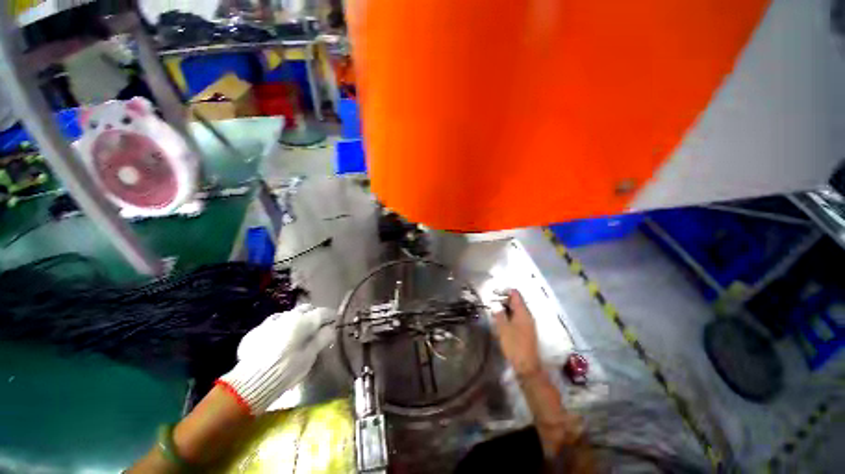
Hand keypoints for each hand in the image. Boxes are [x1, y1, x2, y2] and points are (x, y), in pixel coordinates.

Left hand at [217, 304, 334, 414]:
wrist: (250, 383)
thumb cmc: (287, 369)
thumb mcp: (309, 356)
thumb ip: (322, 339)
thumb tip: (330, 328)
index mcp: (304, 321)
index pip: (323, 312)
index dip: (331, 316)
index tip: (334, 321)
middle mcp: (288, 316)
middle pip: (306, 308)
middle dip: (314, 313)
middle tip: (318, 325)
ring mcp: (271, 322)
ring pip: (289, 314)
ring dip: (297, 319)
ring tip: (298, 331)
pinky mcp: (257, 330)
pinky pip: (274, 323)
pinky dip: (281, 327)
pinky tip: (279, 338)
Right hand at [492, 289, 541, 376]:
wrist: (527, 366)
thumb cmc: (514, 345)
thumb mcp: (503, 329)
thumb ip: (499, 314)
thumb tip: (495, 304)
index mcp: (523, 312)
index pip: (516, 294)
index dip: (505, 291)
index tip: (494, 292)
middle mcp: (527, 315)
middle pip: (516, 301)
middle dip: (504, 299)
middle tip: (491, 301)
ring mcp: (528, 323)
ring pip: (516, 309)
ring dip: (505, 307)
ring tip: (493, 309)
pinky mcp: (526, 330)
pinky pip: (517, 317)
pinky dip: (509, 315)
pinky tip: (501, 319)